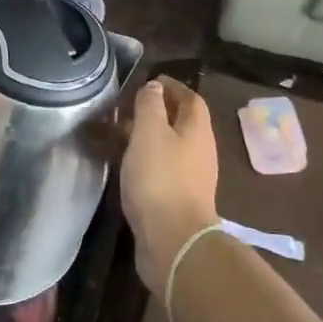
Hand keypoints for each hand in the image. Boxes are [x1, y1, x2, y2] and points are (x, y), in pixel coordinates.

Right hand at [121, 77, 220, 292]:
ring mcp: (192, 178)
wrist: (173, 240)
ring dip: (151, 138)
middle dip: (159, 112)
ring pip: (172, 148)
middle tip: (129, 109)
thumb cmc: (161, 178)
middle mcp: (200, 151)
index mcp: (197, 130)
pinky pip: (164, 170)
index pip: (190, 98)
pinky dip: (148, 161)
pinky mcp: (179, 200)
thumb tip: (155, 87)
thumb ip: (150, 106)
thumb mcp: (150, 133)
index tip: (150, 81)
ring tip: (122, 136)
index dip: (173, 87)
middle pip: (182, 123)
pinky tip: (129, 167)